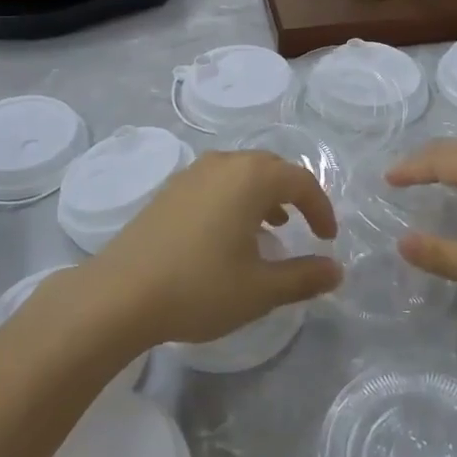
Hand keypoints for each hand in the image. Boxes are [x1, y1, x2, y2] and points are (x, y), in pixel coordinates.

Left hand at [88, 150, 341, 347]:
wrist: (120, 293)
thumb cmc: (199, 287)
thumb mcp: (260, 290)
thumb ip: (303, 277)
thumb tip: (336, 270)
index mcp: (252, 178)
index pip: (300, 181)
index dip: (320, 208)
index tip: (328, 239)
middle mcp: (224, 163)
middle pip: (271, 168)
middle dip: (293, 194)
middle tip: (303, 226)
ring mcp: (192, 173)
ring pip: (241, 172)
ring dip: (263, 194)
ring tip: (270, 228)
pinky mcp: (170, 188)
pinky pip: (216, 181)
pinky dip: (234, 197)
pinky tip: (227, 232)